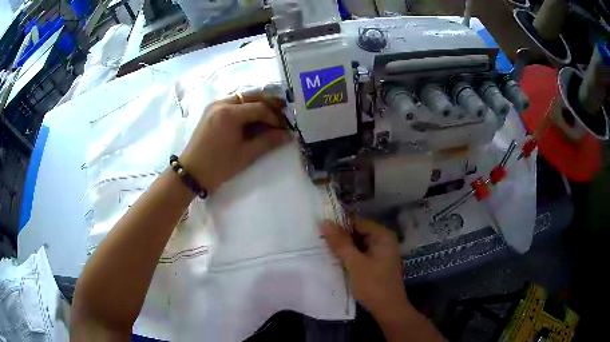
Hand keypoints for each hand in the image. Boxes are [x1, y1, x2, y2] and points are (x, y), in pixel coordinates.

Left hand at [180, 93, 290, 193]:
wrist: (191, 173)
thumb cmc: (218, 166)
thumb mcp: (246, 154)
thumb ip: (268, 142)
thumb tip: (288, 135)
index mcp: (230, 113)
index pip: (260, 108)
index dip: (275, 118)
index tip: (285, 129)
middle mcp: (222, 103)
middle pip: (251, 97)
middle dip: (269, 105)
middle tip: (283, 114)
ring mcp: (214, 106)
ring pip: (242, 98)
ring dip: (257, 105)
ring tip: (270, 116)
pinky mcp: (211, 111)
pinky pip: (233, 104)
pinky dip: (245, 108)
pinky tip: (253, 118)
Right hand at [320, 219, 410, 319]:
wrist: (388, 309)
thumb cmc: (373, 285)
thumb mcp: (355, 263)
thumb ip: (340, 243)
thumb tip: (324, 222)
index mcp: (382, 236)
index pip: (357, 222)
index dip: (339, 224)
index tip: (319, 227)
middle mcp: (383, 241)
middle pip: (358, 232)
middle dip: (340, 237)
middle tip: (318, 238)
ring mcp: (380, 253)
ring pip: (358, 244)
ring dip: (343, 247)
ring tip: (322, 247)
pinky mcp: (376, 264)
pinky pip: (360, 254)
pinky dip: (349, 256)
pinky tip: (335, 259)